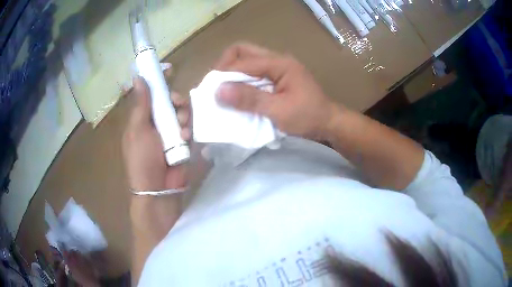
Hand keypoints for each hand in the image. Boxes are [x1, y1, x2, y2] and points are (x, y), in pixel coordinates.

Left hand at [122, 74, 190, 191]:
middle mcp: (157, 122)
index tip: (169, 70)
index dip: (159, 82)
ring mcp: (171, 132)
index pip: (151, 94)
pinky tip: (185, 139)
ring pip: (182, 112)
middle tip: (178, 104)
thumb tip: (138, 78)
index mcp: (142, 118)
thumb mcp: (138, 130)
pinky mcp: (183, 142)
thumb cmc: (142, 159)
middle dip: (176, 100)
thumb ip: (142, 105)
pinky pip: (190, 127)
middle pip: (170, 100)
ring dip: (183, 116)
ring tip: (181, 130)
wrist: (159, 190)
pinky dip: (188, 130)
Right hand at [215, 42, 339, 139]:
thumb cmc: (308, 117)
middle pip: (243, 51)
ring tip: (223, 90)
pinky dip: (241, 81)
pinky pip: (253, 73)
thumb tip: (219, 91)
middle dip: (226, 65)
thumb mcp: (279, 111)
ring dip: (233, 73)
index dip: (224, 73)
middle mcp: (277, 60)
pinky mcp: (276, 78)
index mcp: (280, 63)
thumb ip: (250, 99)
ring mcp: (277, 68)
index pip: (244, 60)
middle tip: (216, 84)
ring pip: (247, 61)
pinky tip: (237, 94)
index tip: (210, 90)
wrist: (328, 123)